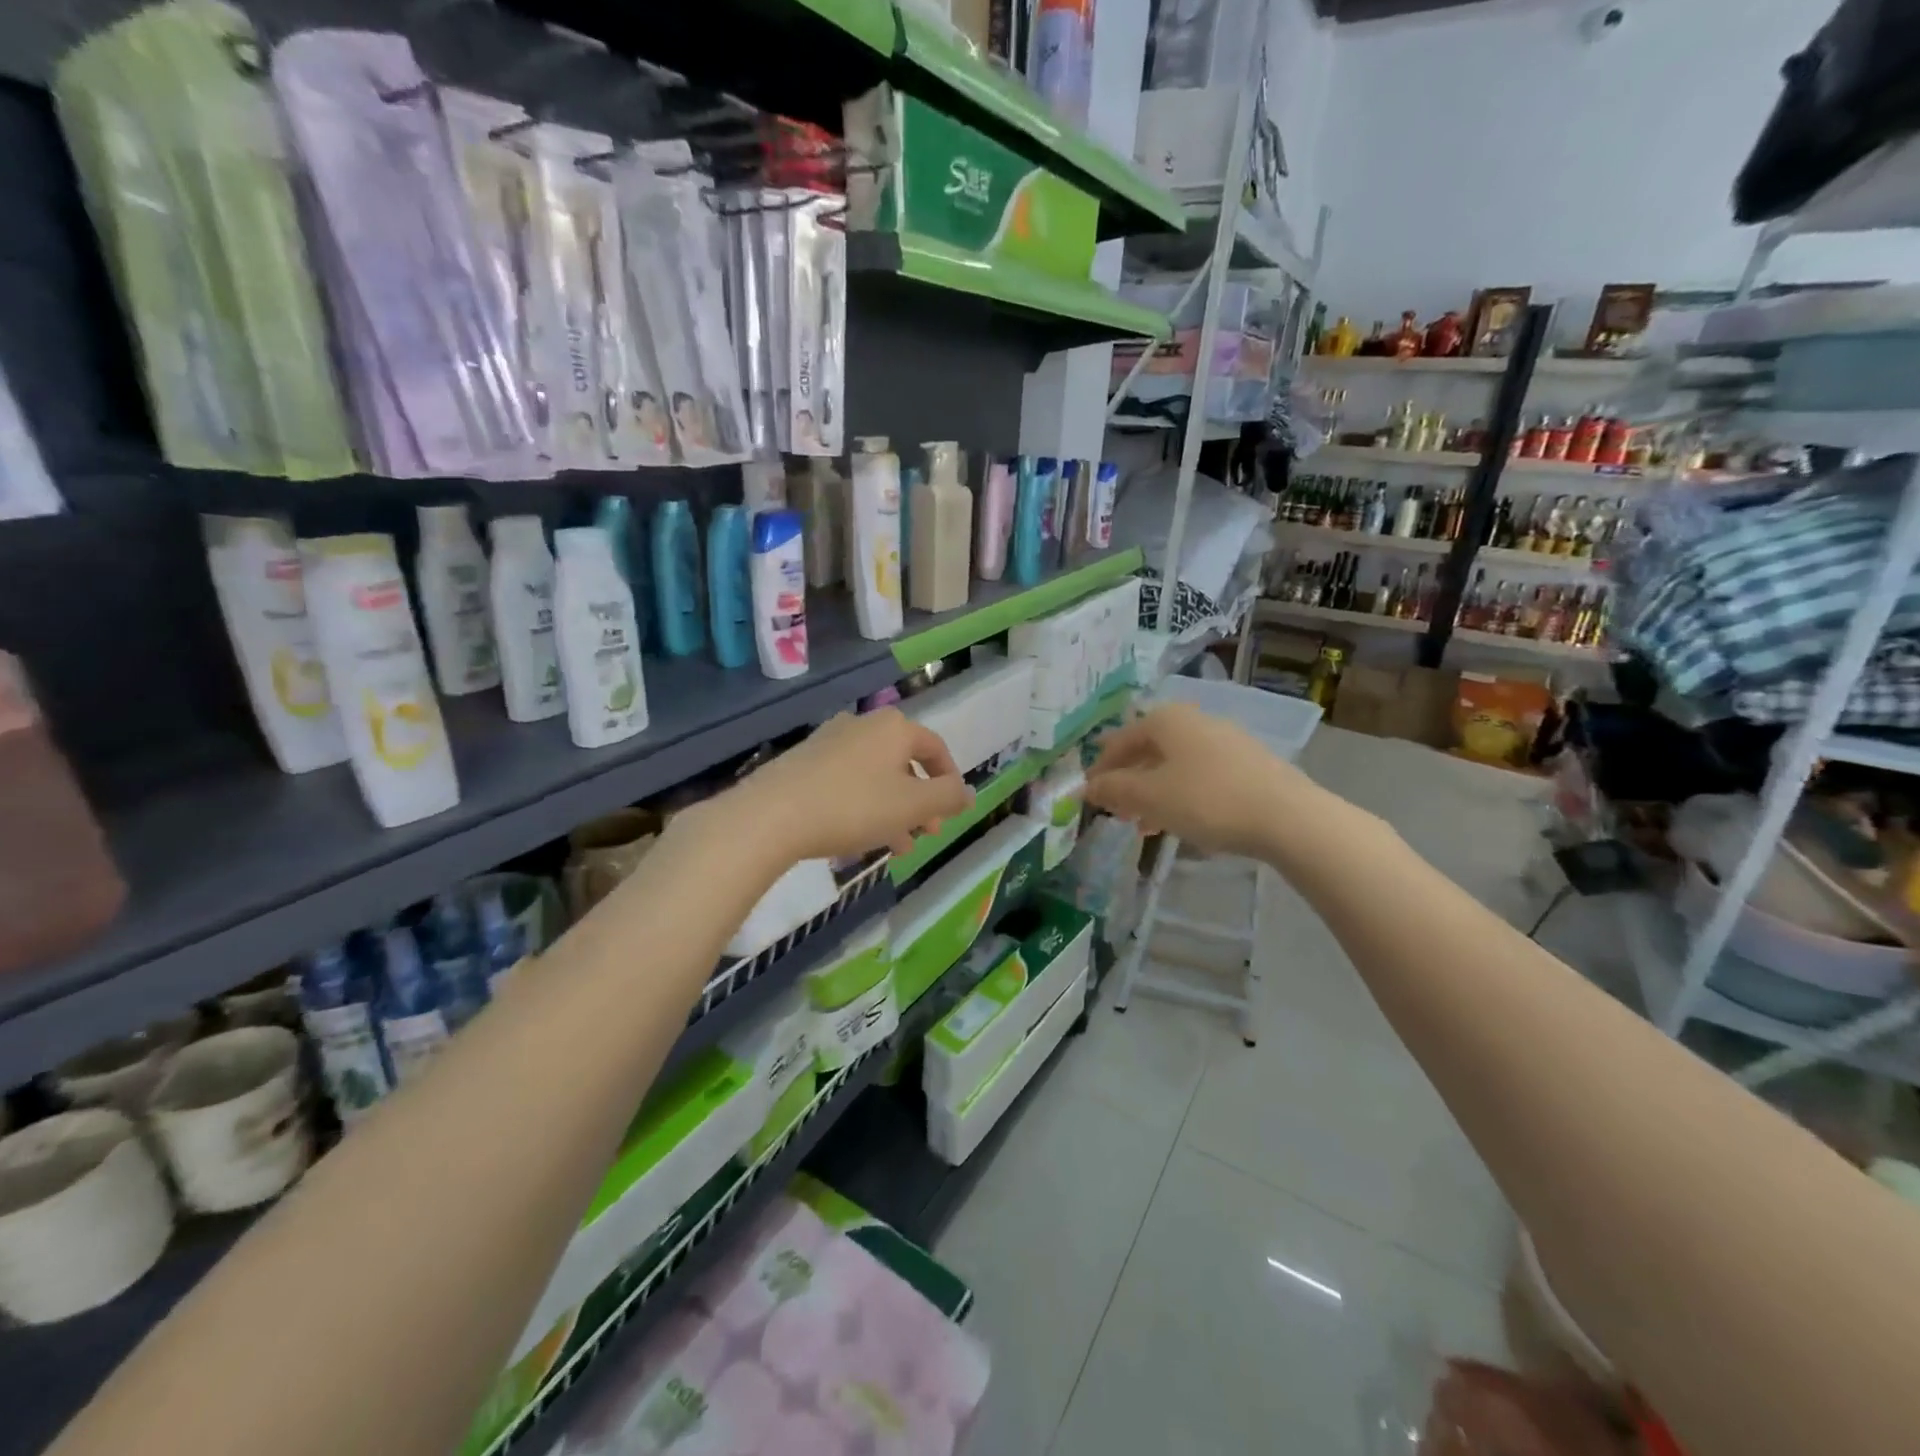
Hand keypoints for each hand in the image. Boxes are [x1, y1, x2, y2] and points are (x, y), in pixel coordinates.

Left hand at [732, 709, 973, 861]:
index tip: (951, 811)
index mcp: (894, 728)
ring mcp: (829, 741)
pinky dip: (863, 806)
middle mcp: (863, 725)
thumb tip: (968, 792)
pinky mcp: (804, 762)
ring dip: (892, 810)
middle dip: (919, 802)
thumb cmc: (854, 806)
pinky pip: (846, 783)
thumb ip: (948, 797)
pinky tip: (859, 839)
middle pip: (904, 764)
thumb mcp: (913, 806)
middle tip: (926, 834)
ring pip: (875, 777)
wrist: (772, 816)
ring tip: (896, 848)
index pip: (935, 748)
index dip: (949, 780)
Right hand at [1084, 703, 1303, 856]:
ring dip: (1152, 791)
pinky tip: (1180, 821)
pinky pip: (1199, 775)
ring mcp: (1224, 740)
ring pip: (1174, 764)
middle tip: (1115, 810)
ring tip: (1142, 824)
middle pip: (1148, 750)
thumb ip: (1114, 789)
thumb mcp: (1150, 797)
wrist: (1287, 817)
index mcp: (1166, 720)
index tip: (1088, 795)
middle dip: (1127, 781)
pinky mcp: (1247, 763)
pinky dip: (1180, 794)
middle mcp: (1194, 721)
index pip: (1119, 740)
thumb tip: (1085, 787)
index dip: (1100, 768)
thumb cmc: (1207, 800)